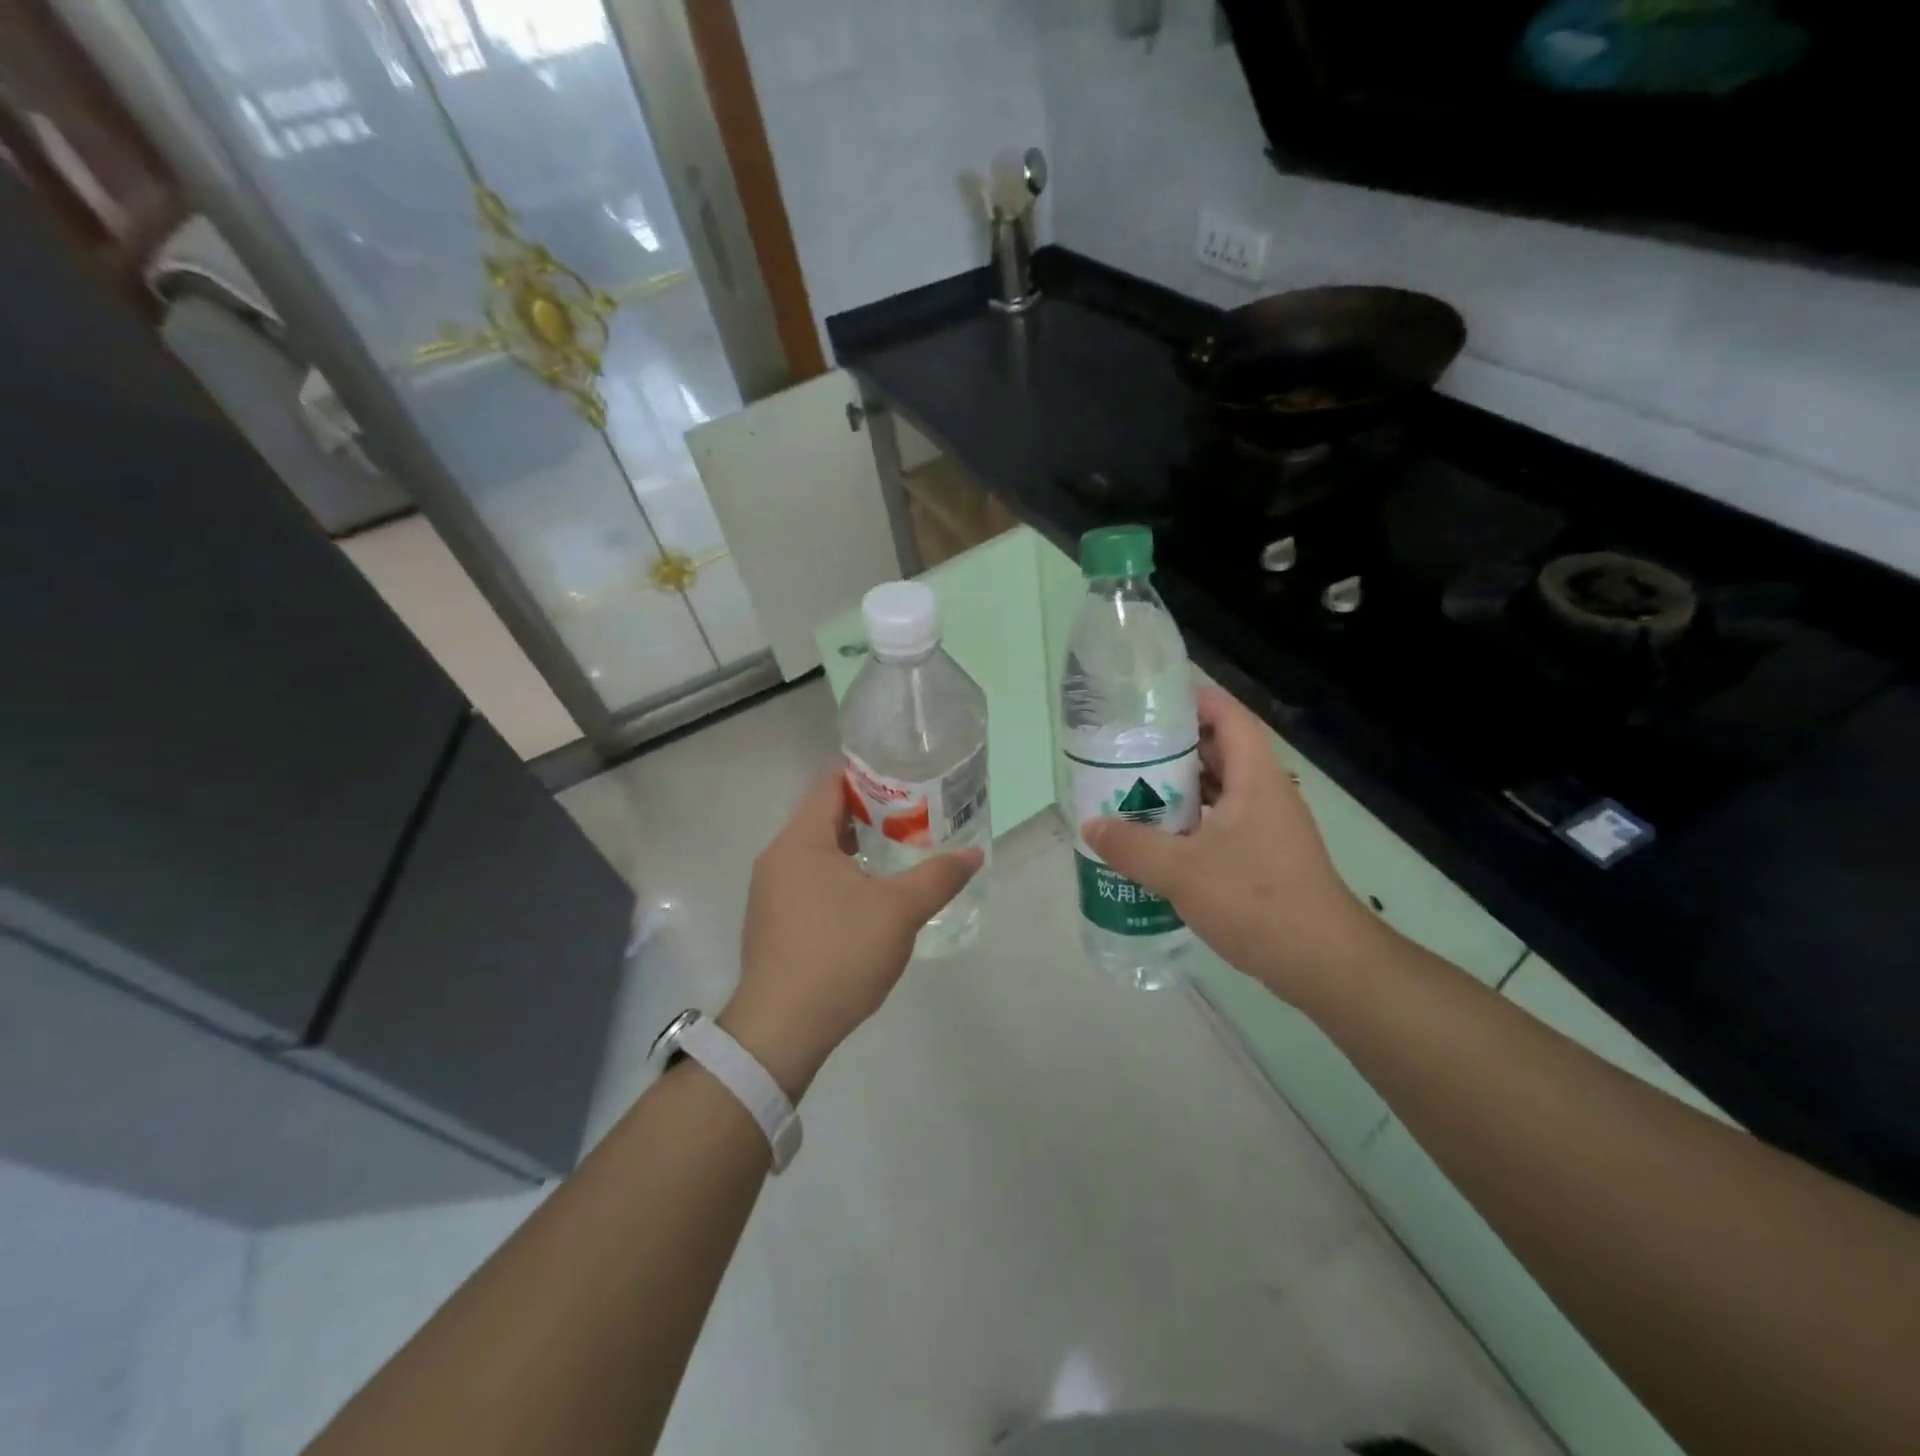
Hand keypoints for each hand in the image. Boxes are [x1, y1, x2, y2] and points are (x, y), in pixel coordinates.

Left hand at [721, 769, 982, 1098]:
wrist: (782, 1030)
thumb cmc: (839, 955)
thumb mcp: (898, 912)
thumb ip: (938, 877)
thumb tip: (974, 855)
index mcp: (800, 841)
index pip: (831, 784)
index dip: (870, 777)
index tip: (908, 782)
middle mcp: (778, 857)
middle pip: (826, 817)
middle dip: (872, 815)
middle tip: (917, 818)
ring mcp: (771, 892)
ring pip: (819, 852)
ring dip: (858, 848)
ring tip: (902, 853)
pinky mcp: (774, 921)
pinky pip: (811, 880)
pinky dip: (841, 876)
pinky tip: (872, 897)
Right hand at [1082, 685, 1384, 1005]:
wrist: (1324, 964)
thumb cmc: (1256, 901)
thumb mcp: (1181, 871)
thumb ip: (1131, 846)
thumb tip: (1092, 825)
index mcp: (1256, 779)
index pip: (1230, 717)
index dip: (1195, 700)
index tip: (1150, 704)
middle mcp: (1266, 794)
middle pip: (1221, 751)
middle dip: (1175, 747)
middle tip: (1127, 750)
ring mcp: (1269, 828)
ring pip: (1220, 791)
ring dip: (1181, 788)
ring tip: (1133, 790)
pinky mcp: (1266, 858)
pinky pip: (1222, 823)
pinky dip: (1191, 822)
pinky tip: (1159, 840)